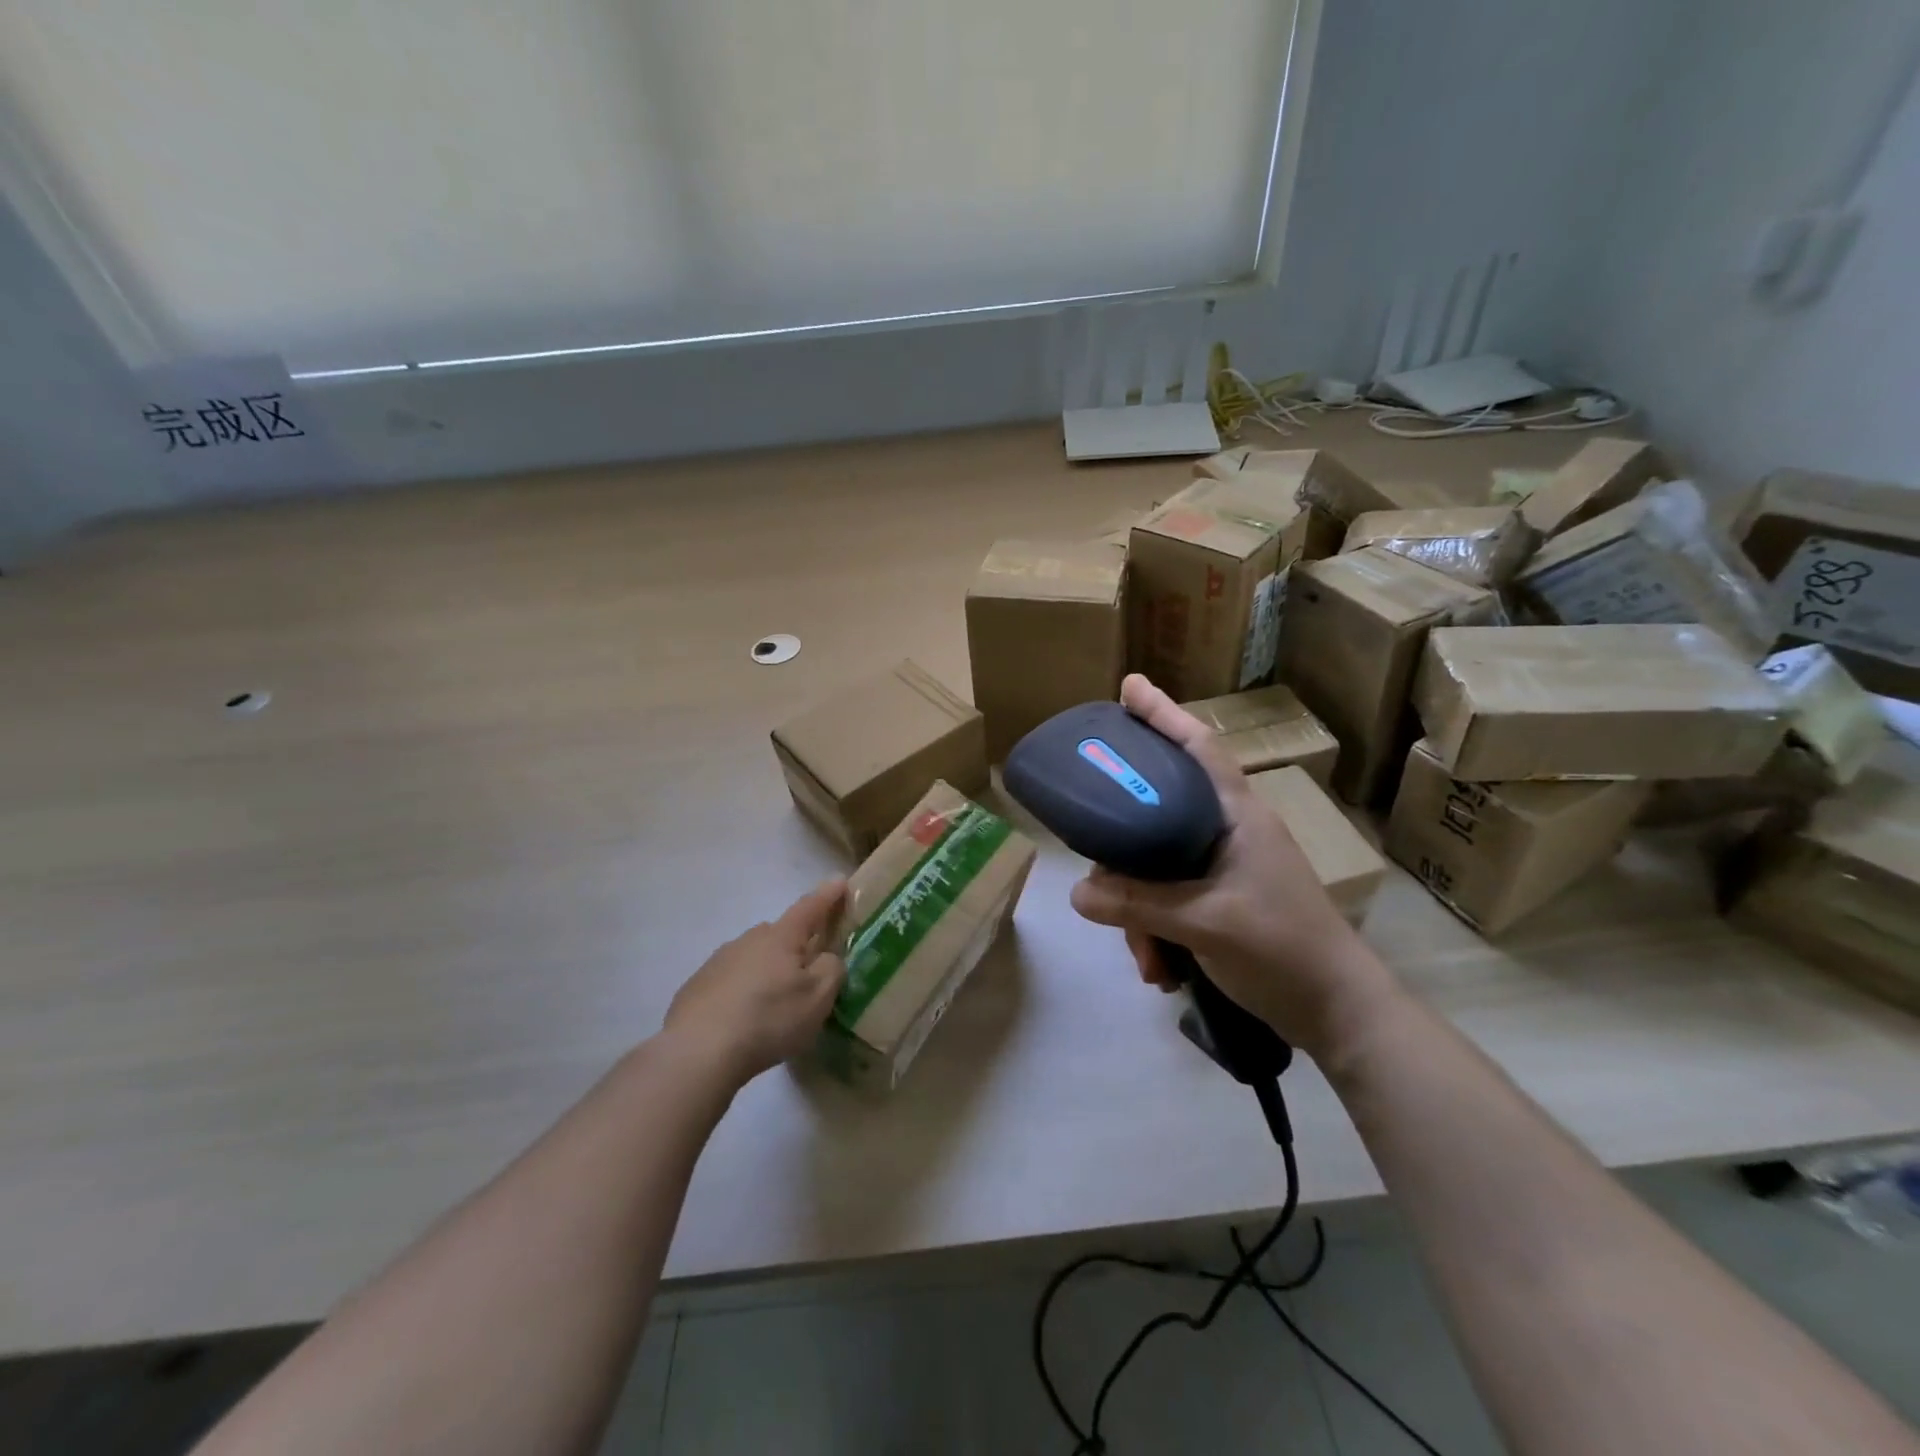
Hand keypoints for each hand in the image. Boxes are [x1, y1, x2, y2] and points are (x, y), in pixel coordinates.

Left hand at [664, 880, 848, 1088]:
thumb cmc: (768, 1018)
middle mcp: (748, 940)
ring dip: (768, 971)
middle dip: (797, 944)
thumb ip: (832, 968)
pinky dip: (743, 992)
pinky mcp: (696, 987)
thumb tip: (827, 957)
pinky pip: (731, 981)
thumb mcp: (818, 997)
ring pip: (754, 957)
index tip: (840, 880)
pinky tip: (743, 1020)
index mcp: (781, 937)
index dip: (828, 895)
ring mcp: (718, 961)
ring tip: (776, 1004)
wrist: (697, 1052)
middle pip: (780, 934)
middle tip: (809, 968)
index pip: (810, 907)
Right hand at [1068, 675, 1398, 1058]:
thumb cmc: (1282, 948)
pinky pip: (1170, 901)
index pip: (1198, 748)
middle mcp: (1229, 832)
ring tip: (1146, 959)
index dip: (1163, 714)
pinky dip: (1157, 931)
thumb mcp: (1204, 922)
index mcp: (1237, 815)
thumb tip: (1077, 893)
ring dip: (1140, 913)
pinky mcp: (1222, 902)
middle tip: (1098, 868)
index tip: (1129, 687)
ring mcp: (1226, 868)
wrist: (1338, 1013)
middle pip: (1159, 815)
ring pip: (1158, 868)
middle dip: (1126, 855)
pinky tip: (1160, 970)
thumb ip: (1139, 904)